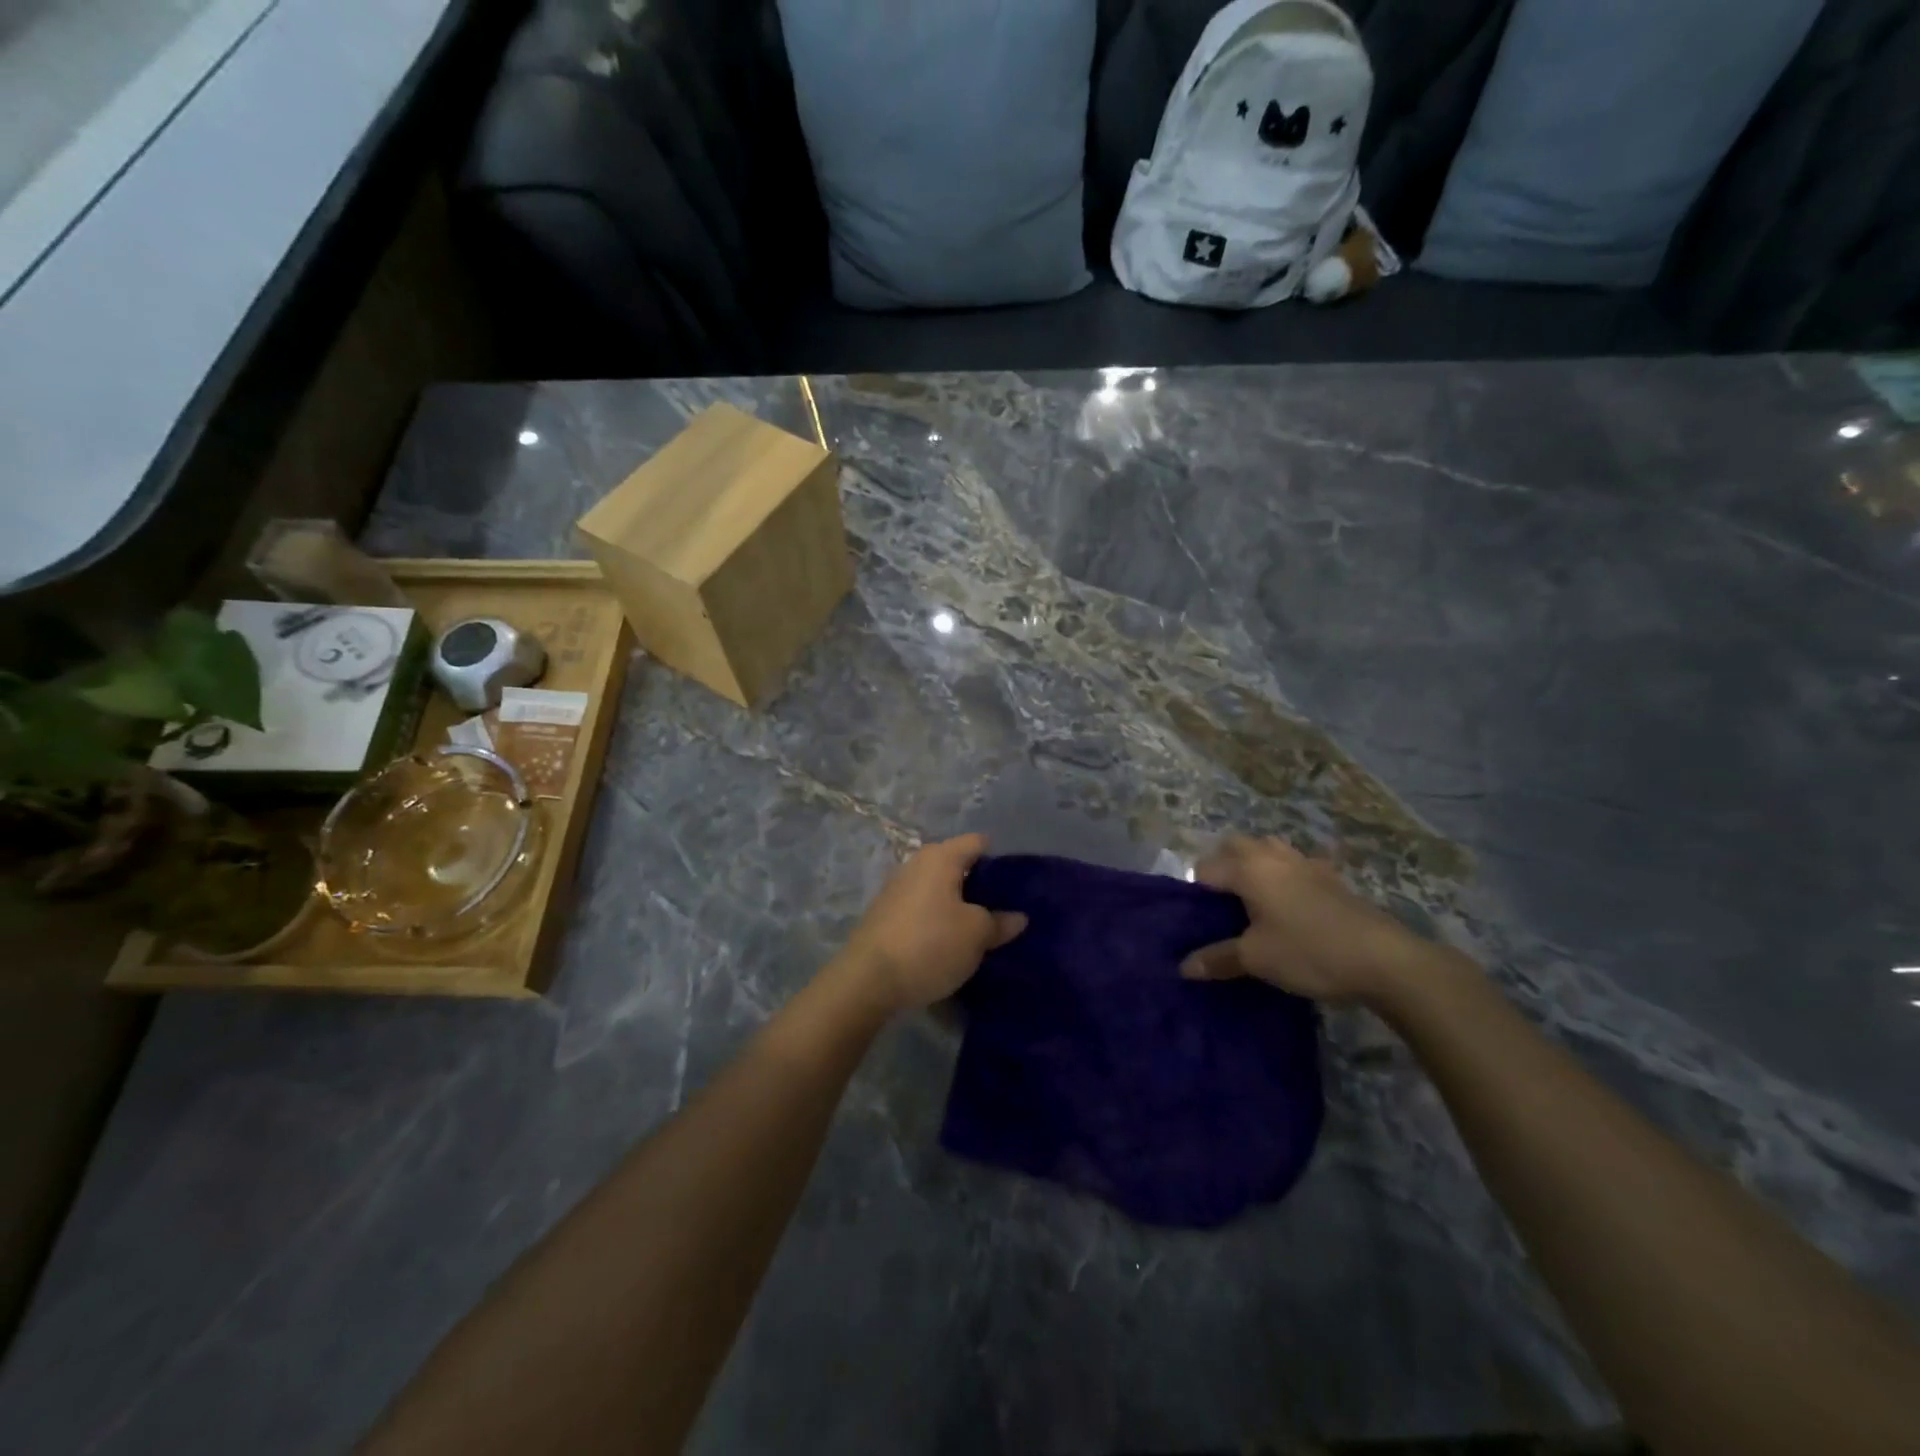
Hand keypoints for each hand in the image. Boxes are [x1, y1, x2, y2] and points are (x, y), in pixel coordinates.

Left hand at [841, 834, 1026, 1012]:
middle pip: (957, 865)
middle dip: (980, 885)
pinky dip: (938, 919)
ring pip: (939, 889)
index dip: (1000, 860)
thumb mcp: (976, 935)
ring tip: (979, 930)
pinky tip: (948, 942)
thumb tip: (1018, 917)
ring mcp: (896, 888)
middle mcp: (916, 864)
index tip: (1017, 885)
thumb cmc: (930, 945)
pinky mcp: (885, 914)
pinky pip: (922, 908)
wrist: (867, 980)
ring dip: (958, 905)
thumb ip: (999, 922)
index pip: (978, 842)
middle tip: (1003, 911)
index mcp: (940, 857)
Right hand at [1181, 835, 1437, 1003]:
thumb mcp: (1256, 959)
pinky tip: (1291, 905)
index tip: (1198, 921)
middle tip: (1220, 906)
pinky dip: (1284, 876)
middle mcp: (1272, 855)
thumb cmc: (1308, 951)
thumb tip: (1184, 967)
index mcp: (1248, 868)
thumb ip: (1217, 958)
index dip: (1194, 893)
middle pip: (1234, 847)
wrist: (1383, 959)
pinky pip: (1295, 865)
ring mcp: (1305, 862)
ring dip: (1253, 866)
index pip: (1204, 869)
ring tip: (1252, 902)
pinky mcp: (1330, 877)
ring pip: (1267, 850)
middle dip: (1221, 868)